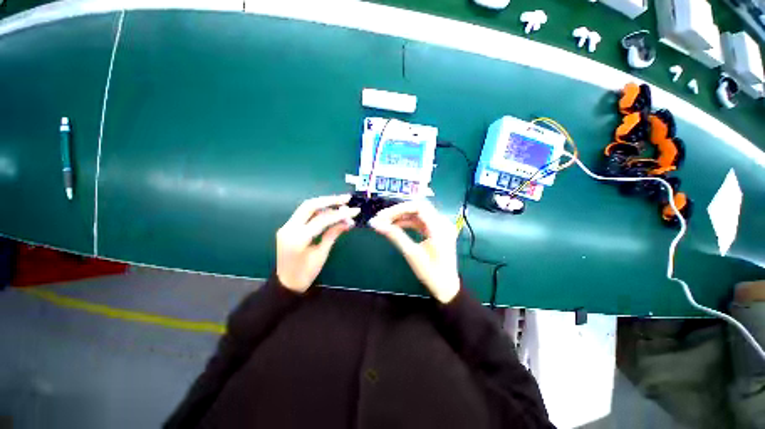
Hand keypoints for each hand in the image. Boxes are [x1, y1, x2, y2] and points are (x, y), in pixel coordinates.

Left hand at [276, 194, 359, 292]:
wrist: (286, 284)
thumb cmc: (305, 274)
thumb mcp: (321, 254)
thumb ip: (333, 234)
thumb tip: (348, 222)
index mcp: (298, 238)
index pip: (321, 219)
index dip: (340, 214)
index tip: (354, 211)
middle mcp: (289, 228)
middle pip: (310, 205)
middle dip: (330, 200)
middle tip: (346, 198)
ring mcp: (287, 226)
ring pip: (306, 207)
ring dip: (324, 203)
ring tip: (341, 202)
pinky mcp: (288, 227)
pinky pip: (304, 214)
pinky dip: (318, 210)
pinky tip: (330, 210)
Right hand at [369, 200, 459, 302]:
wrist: (446, 287)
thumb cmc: (431, 273)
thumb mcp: (412, 254)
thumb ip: (395, 236)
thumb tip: (376, 224)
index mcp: (440, 227)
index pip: (418, 207)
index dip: (399, 209)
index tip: (382, 216)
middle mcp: (442, 222)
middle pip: (418, 208)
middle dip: (398, 211)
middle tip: (381, 217)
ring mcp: (440, 226)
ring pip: (418, 213)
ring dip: (401, 216)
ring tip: (384, 222)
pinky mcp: (436, 231)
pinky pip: (420, 221)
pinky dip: (407, 222)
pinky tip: (395, 226)